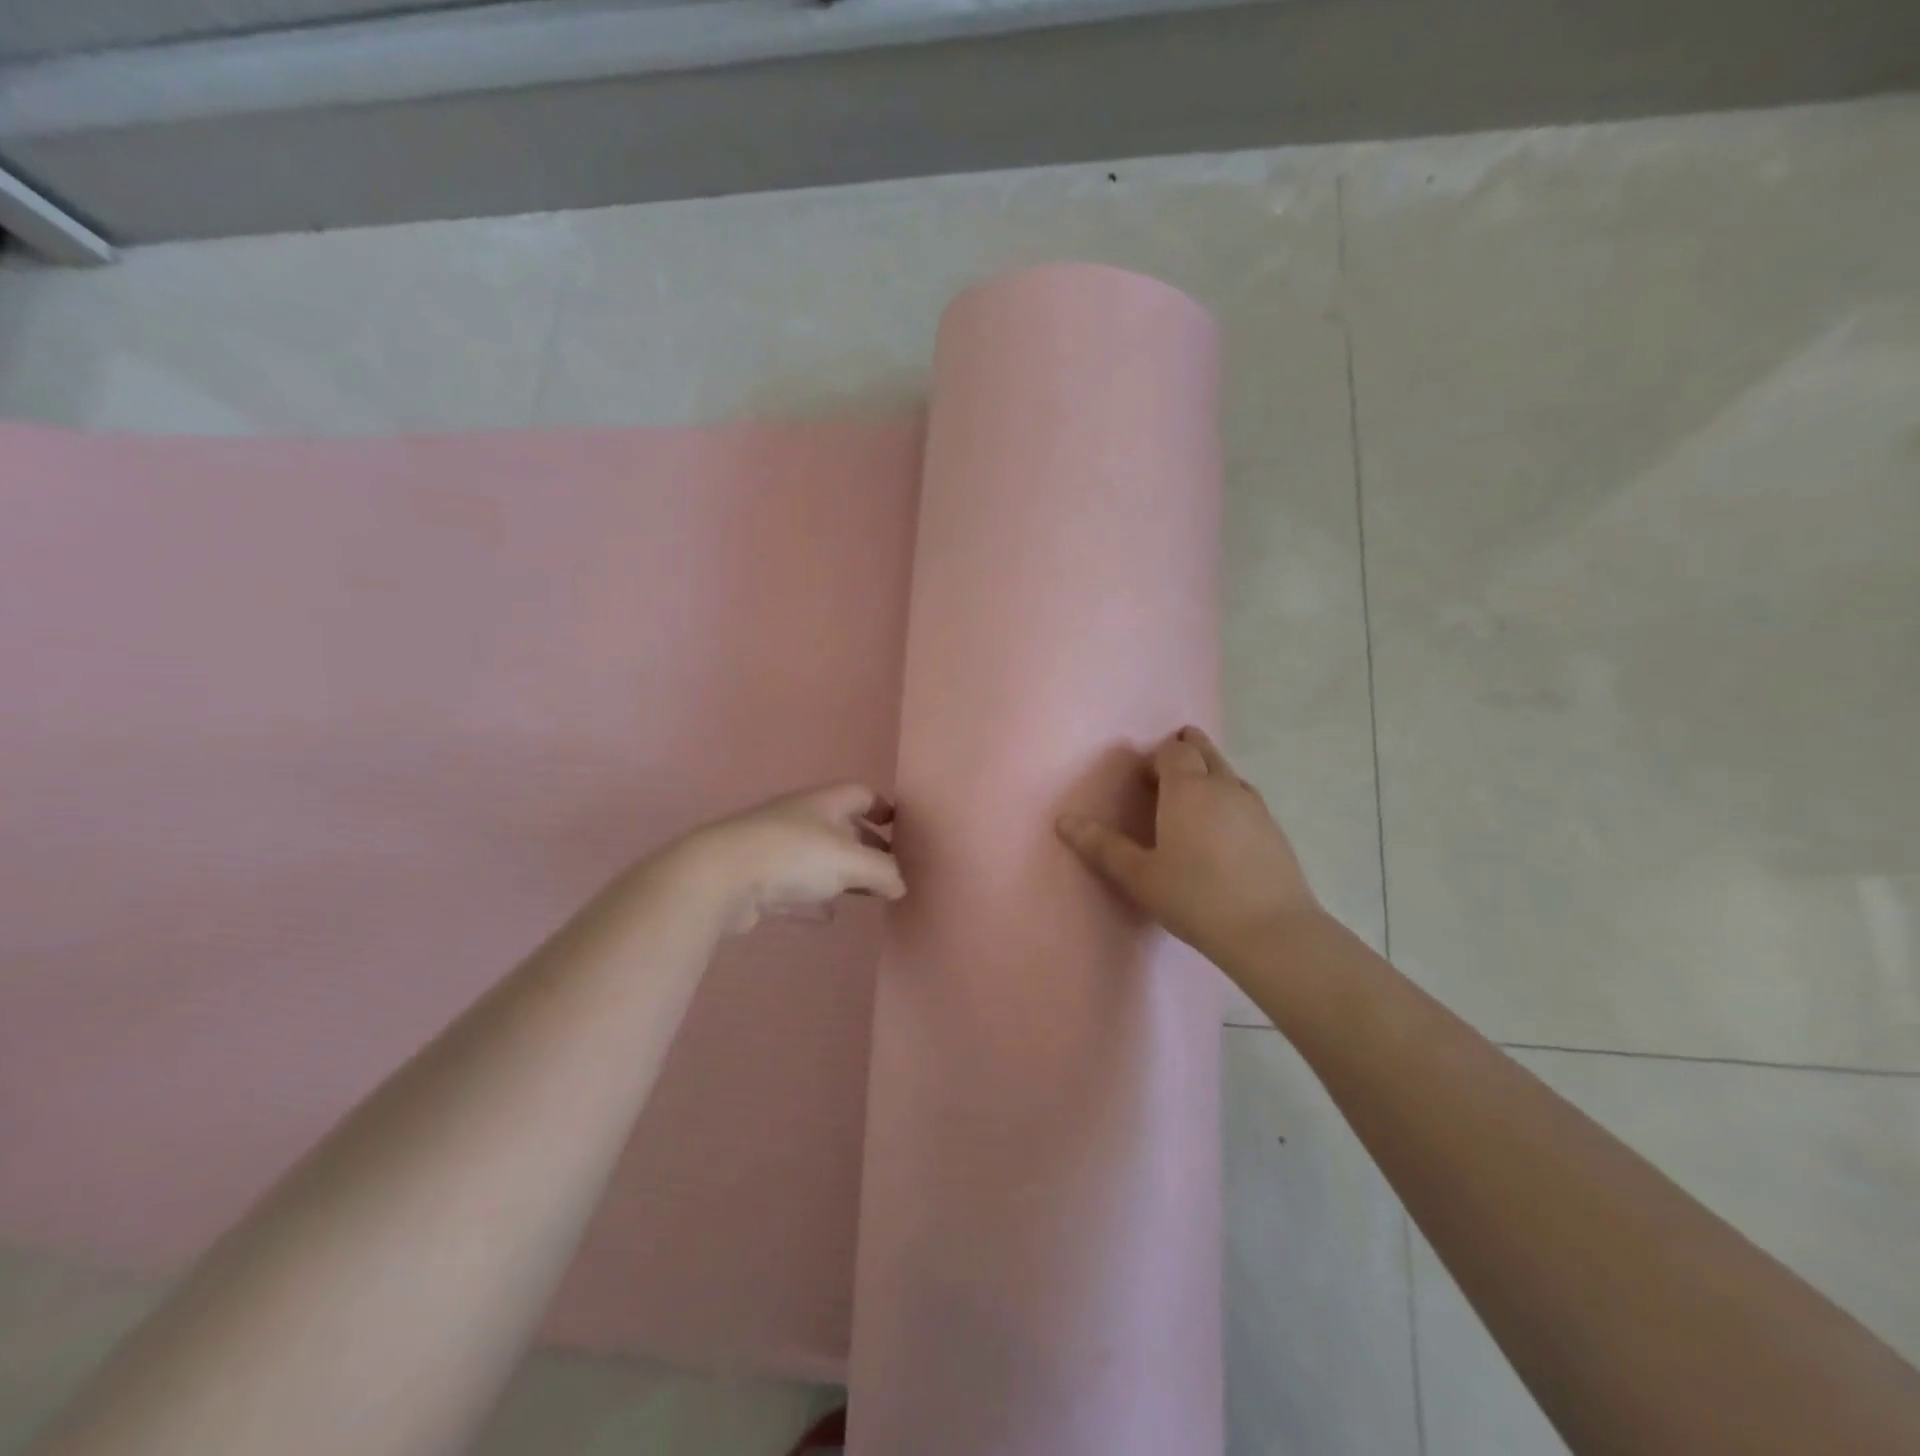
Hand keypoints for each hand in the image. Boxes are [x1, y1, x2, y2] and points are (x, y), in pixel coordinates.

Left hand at [670, 784, 905, 934]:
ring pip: (818, 858)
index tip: (901, 830)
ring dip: (841, 875)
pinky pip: (795, 888)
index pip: (861, 794)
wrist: (719, 877)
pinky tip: (827, 916)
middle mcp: (801, 819)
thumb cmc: (793, 855)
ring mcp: (776, 848)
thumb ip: (883, 872)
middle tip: (889, 871)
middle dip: (867, 847)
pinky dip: (814, 900)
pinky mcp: (758, 879)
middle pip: (842, 827)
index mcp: (825, 803)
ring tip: (865, 894)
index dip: (884, 808)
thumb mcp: (850, 862)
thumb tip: (901, 884)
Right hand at [1057, 727, 1319, 963]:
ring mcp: (1255, 807)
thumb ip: (1102, 847)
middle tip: (1169, 765)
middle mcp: (1223, 787)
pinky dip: (1229, 798)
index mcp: (1187, 789)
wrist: (1270, 931)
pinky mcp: (1275, 830)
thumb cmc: (1195, 898)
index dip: (1157, 757)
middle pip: (1205, 752)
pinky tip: (1223, 828)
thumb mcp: (1139, 876)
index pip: (1173, 751)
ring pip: (1229, 774)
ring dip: (1210, 773)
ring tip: (1193, 796)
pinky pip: (1246, 798)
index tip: (1142, 777)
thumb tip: (1064, 822)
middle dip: (1187, 749)